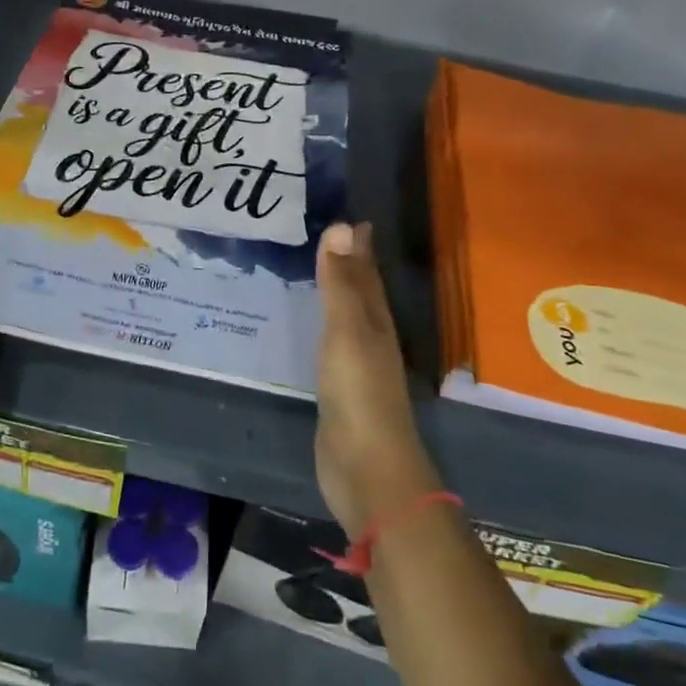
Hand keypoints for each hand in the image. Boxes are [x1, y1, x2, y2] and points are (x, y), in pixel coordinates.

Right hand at [315, 221, 440, 537]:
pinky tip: (309, 326)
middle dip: (348, 264)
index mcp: (375, 321)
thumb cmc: (358, 393)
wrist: (366, 469)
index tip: (348, 216)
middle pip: (360, 293)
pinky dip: (321, 327)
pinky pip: (329, 344)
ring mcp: (355, 366)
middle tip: (326, 234)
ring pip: (345, 318)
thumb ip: (342, 283)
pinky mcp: (339, 391)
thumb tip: (343, 225)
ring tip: (314, 270)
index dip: (358, 246)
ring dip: (334, 294)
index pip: (367, 273)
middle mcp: (370, 338)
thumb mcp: (347, 331)